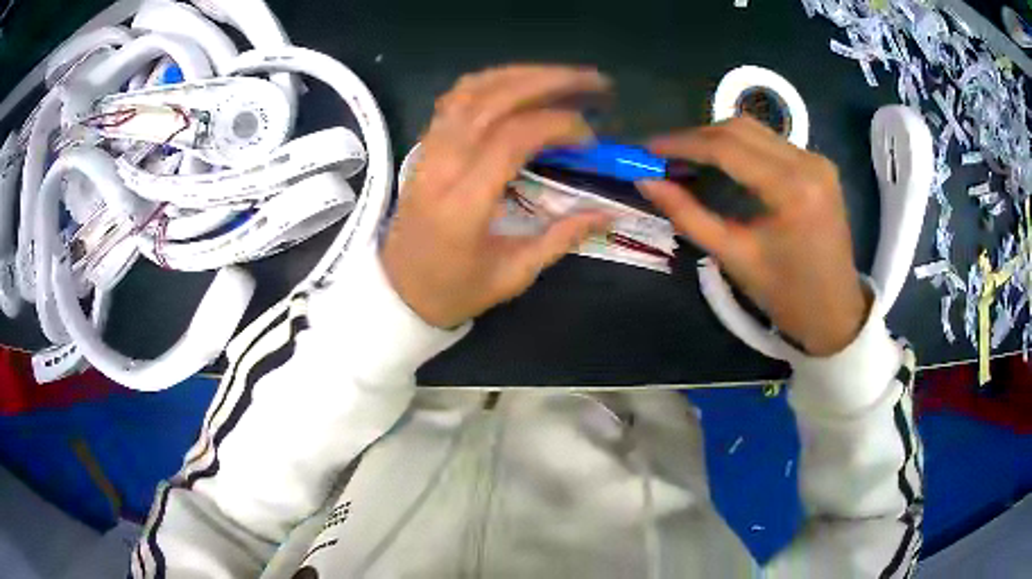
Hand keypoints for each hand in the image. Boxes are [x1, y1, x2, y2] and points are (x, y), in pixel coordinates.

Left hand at [381, 66, 612, 328]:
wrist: (398, 291)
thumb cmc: (454, 291)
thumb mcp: (512, 276)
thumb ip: (561, 238)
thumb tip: (609, 213)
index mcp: (463, 205)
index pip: (511, 139)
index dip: (557, 125)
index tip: (590, 138)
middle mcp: (442, 167)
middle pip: (492, 101)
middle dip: (548, 82)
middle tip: (593, 81)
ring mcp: (428, 151)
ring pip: (471, 91)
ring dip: (521, 75)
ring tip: (563, 76)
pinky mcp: (425, 146)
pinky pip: (455, 99)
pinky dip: (491, 82)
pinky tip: (520, 83)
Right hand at [639, 117, 870, 356]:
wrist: (836, 313)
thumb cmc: (787, 296)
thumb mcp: (735, 257)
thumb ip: (689, 216)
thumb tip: (646, 182)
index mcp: (792, 189)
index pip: (727, 148)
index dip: (682, 144)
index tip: (647, 148)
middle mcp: (808, 162)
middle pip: (740, 129)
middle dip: (696, 137)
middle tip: (663, 155)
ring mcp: (817, 161)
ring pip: (754, 130)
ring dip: (716, 139)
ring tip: (686, 158)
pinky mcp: (819, 166)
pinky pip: (770, 142)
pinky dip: (739, 147)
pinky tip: (721, 163)